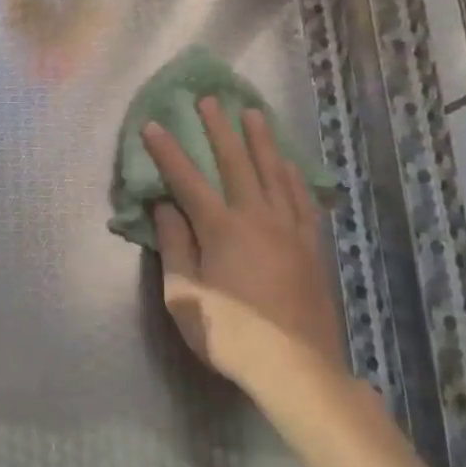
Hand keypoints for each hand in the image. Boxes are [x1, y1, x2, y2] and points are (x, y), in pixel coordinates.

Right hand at [144, 100, 347, 393]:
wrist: (295, 367)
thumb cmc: (229, 334)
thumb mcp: (184, 296)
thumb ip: (175, 246)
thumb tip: (164, 206)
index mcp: (222, 230)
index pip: (188, 181)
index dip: (168, 152)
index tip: (153, 125)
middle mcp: (258, 218)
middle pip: (237, 164)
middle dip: (219, 130)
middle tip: (209, 100)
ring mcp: (290, 229)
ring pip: (275, 172)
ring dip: (261, 140)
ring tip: (253, 113)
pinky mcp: (312, 245)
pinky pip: (302, 198)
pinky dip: (292, 175)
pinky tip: (288, 164)